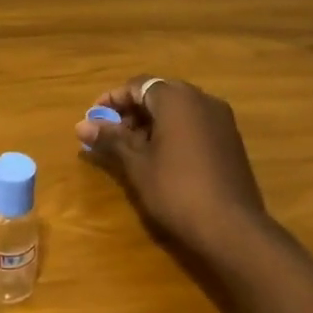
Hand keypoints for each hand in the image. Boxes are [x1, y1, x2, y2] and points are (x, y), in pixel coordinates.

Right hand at [76, 75, 267, 251]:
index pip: (138, 85)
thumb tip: (81, 125)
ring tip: (131, 149)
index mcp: (177, 99)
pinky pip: (195, 124)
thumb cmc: (176, 190)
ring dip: (152, 122)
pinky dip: (173, 132)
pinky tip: (161, 158)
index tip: (93, 117)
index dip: (113, 99)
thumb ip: (111, 139)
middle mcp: (203, 99)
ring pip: (179, 110)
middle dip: (132, 111)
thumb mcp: (137, 164)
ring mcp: (221, 120)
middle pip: (159, 94)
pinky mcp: (230, 140)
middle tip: (110, 134)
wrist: (231, 227)